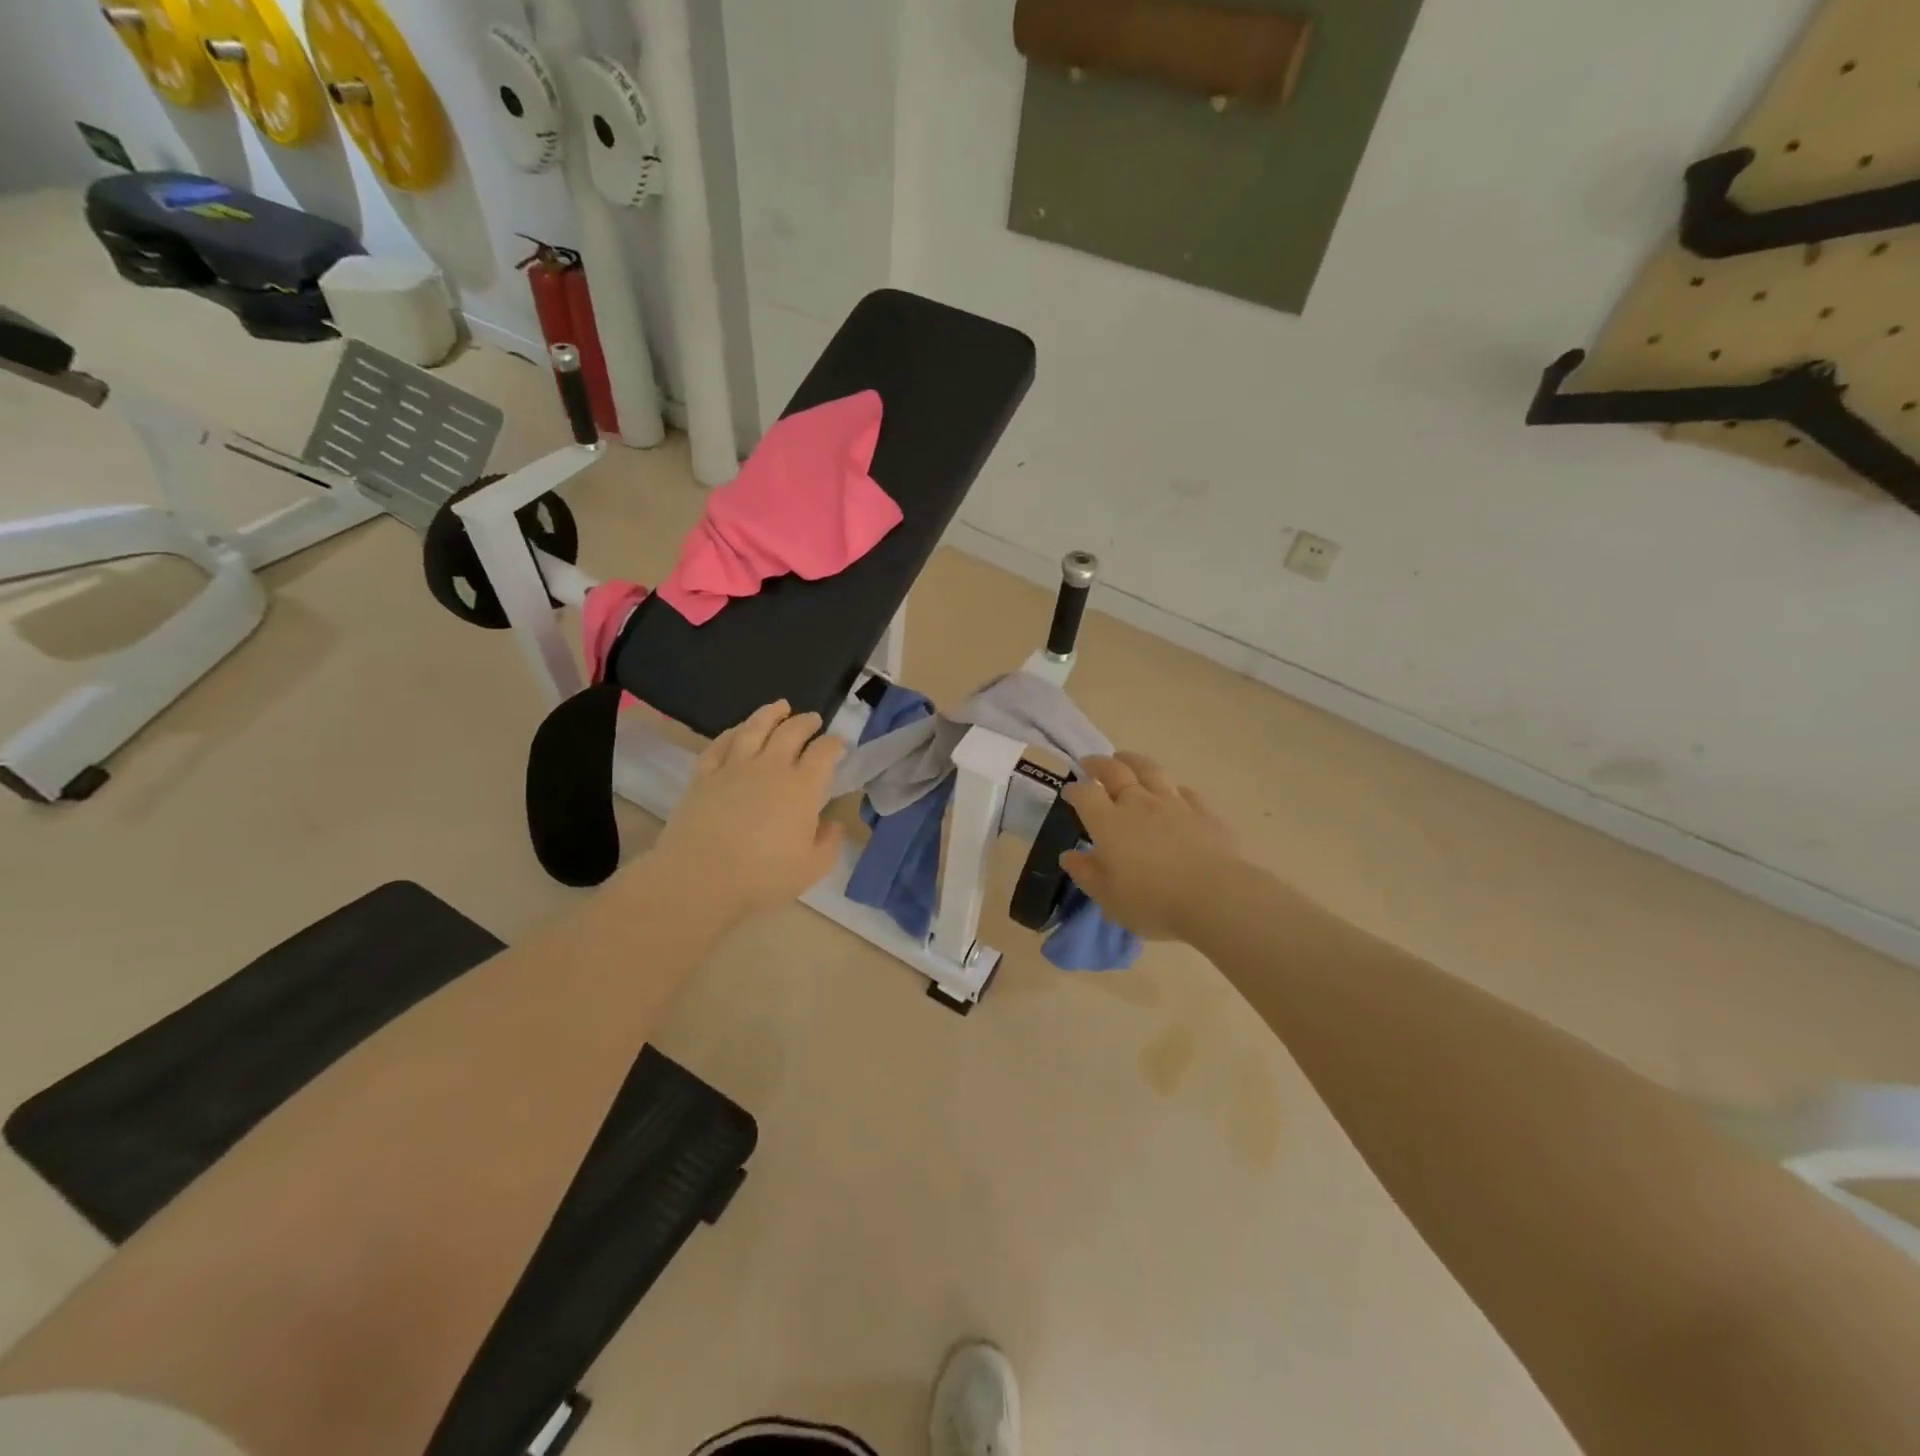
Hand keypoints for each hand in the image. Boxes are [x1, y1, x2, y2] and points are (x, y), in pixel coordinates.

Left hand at [646, 700, 844, 924]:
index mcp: (802, 787)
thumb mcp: (811, 868)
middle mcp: (770, 767)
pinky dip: (732, 732)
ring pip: (754, 728)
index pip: (823, 753)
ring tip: (780, 706)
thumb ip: (828, 843)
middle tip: (812, 719)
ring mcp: (734, 767)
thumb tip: (833, 824)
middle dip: (806, 722)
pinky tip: (737, 731)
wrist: (700, 878)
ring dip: (770, 714)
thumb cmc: (762, 877)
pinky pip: (720, 744)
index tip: (839, 743)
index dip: (834, 744)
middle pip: (791, 732)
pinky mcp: (703, 775)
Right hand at [1060, 752, 1243, 941]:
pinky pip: (1183, 790)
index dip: (1074, 790)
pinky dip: (1171, 787)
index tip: (1069, 791)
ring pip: (1149, 771)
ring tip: (1124, 759)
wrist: (1215, 896)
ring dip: (1132, 761)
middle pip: (1114, 772)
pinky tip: (1171, 791)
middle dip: (1098, 765)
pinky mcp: (1202, 811)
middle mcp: (1138, 804)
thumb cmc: (1153, 901)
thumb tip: (1068, 856)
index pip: (1085, 794)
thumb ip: (1086, 873)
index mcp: (1108, 823)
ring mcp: (1173, 803)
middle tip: (1089, 763)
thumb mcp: (1108, 897)